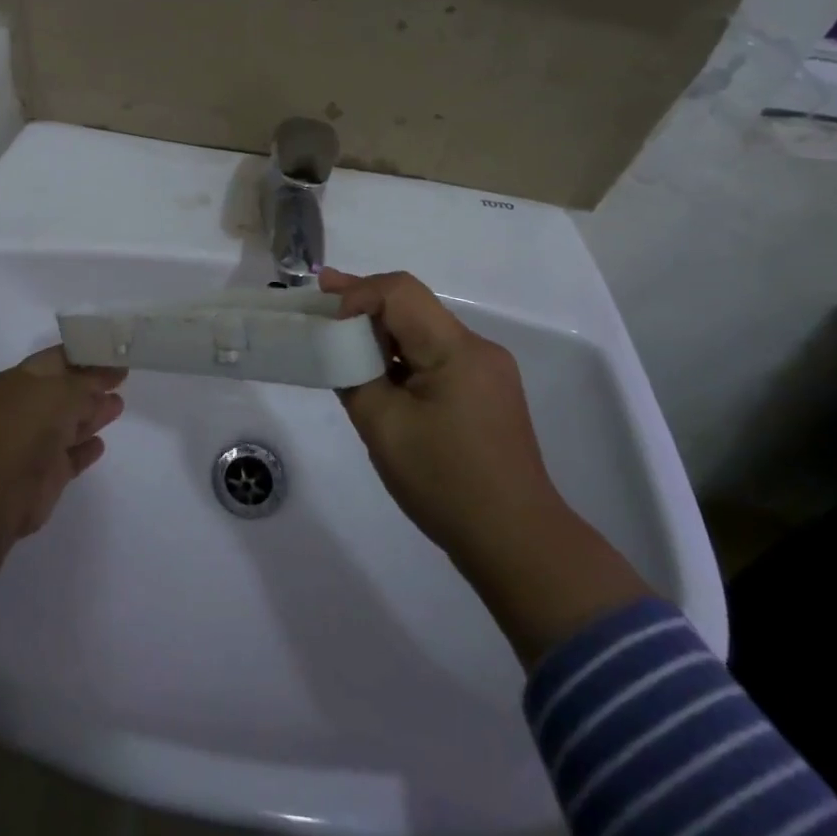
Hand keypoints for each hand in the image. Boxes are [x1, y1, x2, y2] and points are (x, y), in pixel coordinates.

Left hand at [0, 348, 125, 570]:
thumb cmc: (22, 429)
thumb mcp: (61, 394)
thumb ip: (87, 387)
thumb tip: (102, 388)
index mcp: (23, 380)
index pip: (60, 358)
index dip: (87, 354)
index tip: (115, 351)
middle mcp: (29, 407)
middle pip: (67, 390)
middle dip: (93, 384)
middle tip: (123, 376)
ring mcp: (35, 443)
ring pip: (70, 423)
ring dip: (93, 414)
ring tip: (119, 404)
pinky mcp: (45, 476)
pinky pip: (70, 457)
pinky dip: (85, 450)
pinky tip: (100, 444)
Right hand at [322, 268, 650, 664]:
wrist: (516, 544)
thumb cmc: (445, 483)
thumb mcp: (383, 427)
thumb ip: (354, 373)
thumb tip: (340, 346)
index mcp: (457, 348)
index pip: (399, 292)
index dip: (357, 293)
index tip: (326, 316)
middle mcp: (477, 348)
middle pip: (412, 306)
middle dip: (364, 304)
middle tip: (320, 303)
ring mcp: (487, 371)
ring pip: (423, 330)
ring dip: (383, 332)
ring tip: (340, 338)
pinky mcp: (486, 392)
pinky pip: (436, 356)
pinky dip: (403, 356)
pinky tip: (378, 372)